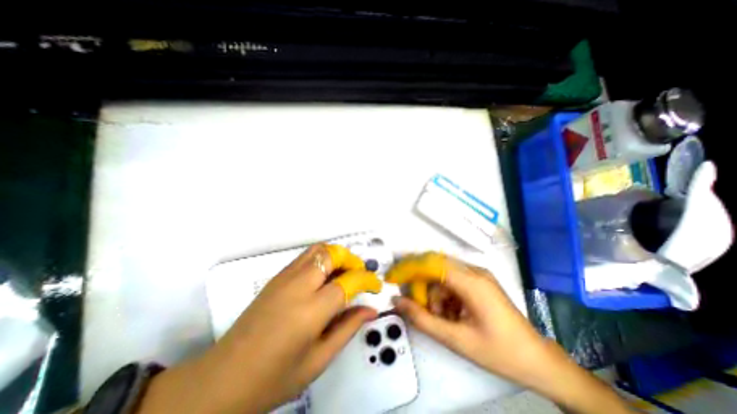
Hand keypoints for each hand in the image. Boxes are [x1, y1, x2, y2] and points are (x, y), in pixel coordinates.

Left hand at [134, 243, 381, 412]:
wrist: (221, 380)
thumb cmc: (274, 378)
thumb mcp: (319, 359)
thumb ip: (348, 328)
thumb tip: (371, 310)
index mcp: (311, 310)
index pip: (348, 281)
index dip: (367, 280)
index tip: (376, 286)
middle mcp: (298, 286)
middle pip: (332, 254)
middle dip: (352, 260)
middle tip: (360, 276)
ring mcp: (284, 278)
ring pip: (318, 249)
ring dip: (337, 255)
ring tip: (345, 272)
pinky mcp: (276, 277)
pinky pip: (306, 256)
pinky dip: (322, 258)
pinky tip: (325, 276)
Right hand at [388, 253, 549, 388]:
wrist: (538, 361)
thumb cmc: (499, 352)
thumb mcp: (455, 339)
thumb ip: (422, 319)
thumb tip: (397, 300)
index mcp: (472, 281)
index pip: (431, 263)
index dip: (409, 267)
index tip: (392, 278)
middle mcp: (474, 270)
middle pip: (435, 265)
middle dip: (421, 283)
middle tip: (418, 306)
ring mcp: (478, 274)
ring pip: (442, 273)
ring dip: (434, 293)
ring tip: (442, 318)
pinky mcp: (479, 281)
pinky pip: (452, 280)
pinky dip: (444, 294)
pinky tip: (451, 313)